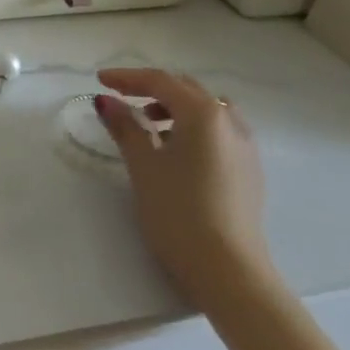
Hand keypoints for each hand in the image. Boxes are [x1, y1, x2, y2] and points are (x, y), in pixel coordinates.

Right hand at [93, 68, 275, 312]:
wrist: (229, 272)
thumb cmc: (178, 211)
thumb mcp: (143, 164)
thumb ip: (124, 126)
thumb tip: (105, 100)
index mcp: (203, 113)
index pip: (160, 81)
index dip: (127, 77)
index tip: (99, 80)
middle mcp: (230, 121)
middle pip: (186, 90)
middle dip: (152, 89)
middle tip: (122, 99)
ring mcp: (245, 147)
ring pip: (206, 110)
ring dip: (175, 109)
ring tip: (148, 127)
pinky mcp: (250, 170)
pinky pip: (218, 132)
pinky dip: (193, 128)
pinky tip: (176, 152)